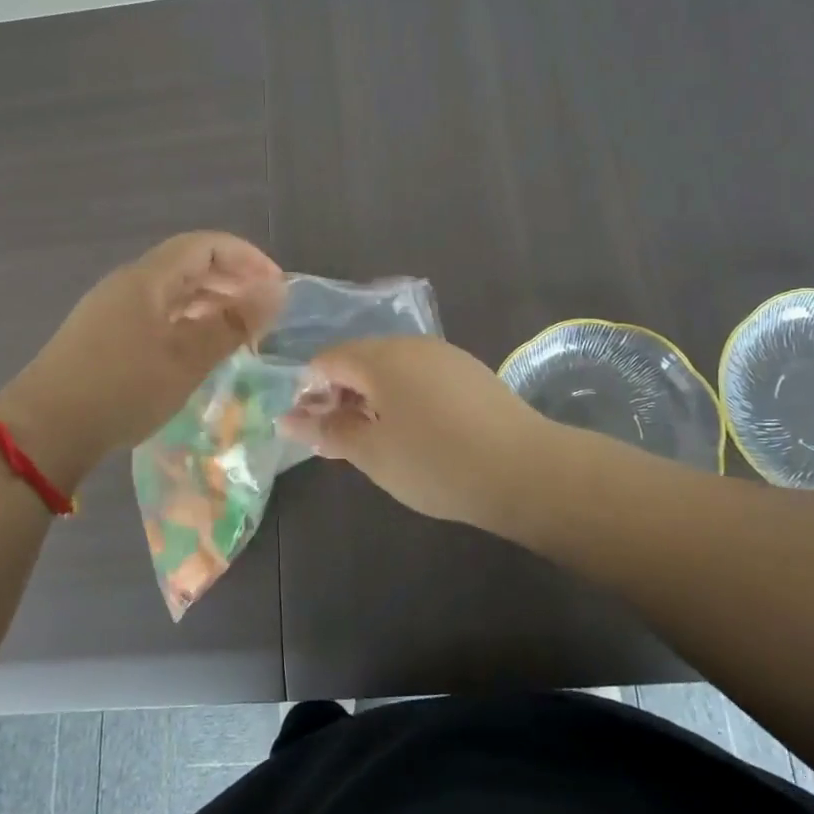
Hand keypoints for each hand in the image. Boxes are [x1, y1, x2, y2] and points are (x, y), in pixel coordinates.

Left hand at [0, 233, 284, 484]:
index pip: (205, 245)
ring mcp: (112, 309)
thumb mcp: (187, 358)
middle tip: (264, 310)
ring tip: (240, 331)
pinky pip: (156, 313)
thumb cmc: (122, 389)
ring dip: (210, 302)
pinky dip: (187, 321)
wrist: (44, 431)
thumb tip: (275, 294)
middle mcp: (129, 284)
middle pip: (188, 264)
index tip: (277, 286)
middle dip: (231, 279)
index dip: (246, 257)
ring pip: (172, 291)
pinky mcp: (103, 336)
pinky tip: (199, 349)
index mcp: (147, 278)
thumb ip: (233, 324)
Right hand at [282, 336, 555, 529]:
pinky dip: (406, 398)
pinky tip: (419, 434)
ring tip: (380, 442)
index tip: (313, 430)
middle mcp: (411, 344)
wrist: (524, 470)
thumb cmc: (435, 462)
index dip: (310, 391)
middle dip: (343, 395)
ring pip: (393, 368)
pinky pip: (422, 376)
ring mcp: (445, 355)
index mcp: (380, 357)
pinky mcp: (471, 372)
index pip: (327, 360)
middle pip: (361, 360)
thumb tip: (288, 418)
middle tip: (343, 441)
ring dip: (375, 399)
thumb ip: (328, 431)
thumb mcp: (372, 453)